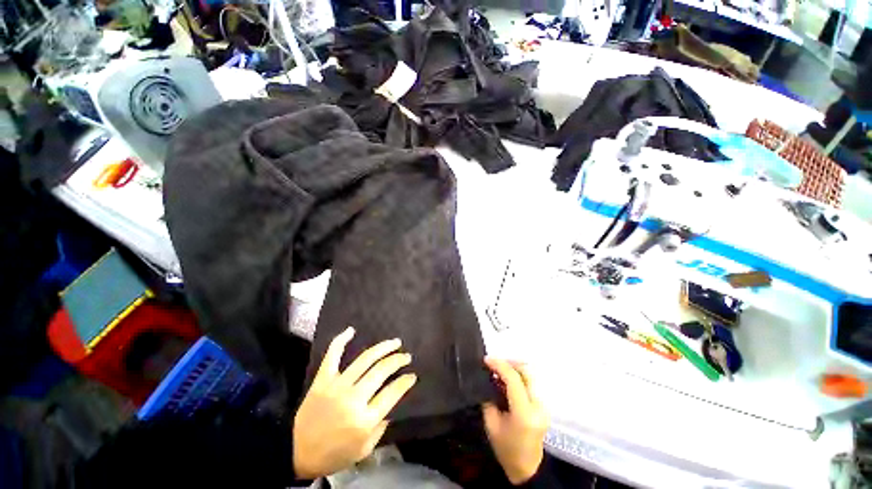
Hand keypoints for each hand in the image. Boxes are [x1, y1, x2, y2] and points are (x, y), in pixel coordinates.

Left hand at [293, 327, 416, 478]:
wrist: (296, 452)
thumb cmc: (334, 454)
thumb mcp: (364, 449)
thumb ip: (381, 425)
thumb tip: (392, 401)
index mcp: (364, 420)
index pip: (392, 392)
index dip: (405, 381)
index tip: (412, 375)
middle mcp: (353, 398)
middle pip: (381, 371)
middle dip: (398, 360)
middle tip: (406, 356)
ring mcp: (337, 385)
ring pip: (365, 359)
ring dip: (383, 347)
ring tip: (395, 343)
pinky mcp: (322, 379)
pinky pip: (333, 355)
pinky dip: (341, 340)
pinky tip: (351, 330)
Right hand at [482, 358, 548, 484]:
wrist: (527, 468)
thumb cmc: (506, 449)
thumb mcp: (491, 424)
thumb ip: (489, 399)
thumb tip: (487, 378)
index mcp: (524, 413)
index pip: (514, 379)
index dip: (499, 365)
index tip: (486, 359)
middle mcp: (538, 405)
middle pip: (527, 371)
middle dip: (509, 362)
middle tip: (494, 363)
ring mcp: (543, 405)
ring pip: (530, 375)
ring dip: (514, 368)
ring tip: (498, 371)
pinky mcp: (543, 405)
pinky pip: (530, 383)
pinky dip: (518, 377)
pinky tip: (506, 381)